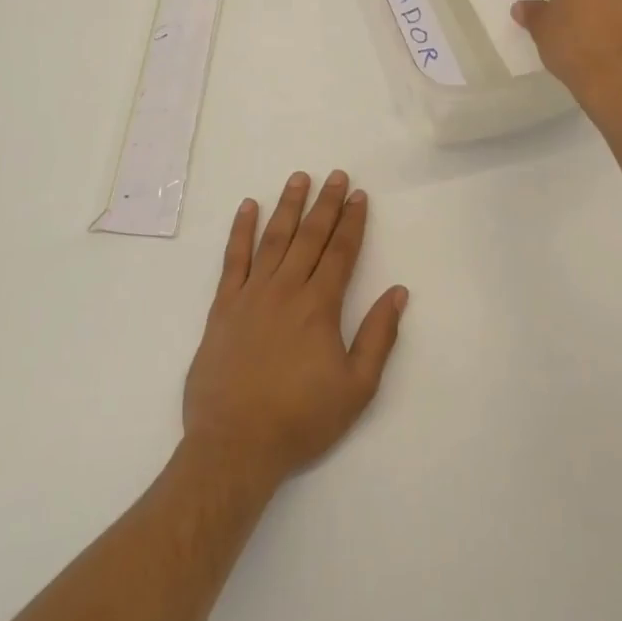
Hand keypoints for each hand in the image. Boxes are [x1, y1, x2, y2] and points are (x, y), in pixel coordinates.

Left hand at [182, 171, 407, 492]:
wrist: (234, 444)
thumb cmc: (300, 419)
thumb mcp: (355, 388)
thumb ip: (378, 337)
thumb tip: (398, 293)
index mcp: (319, 306)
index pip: (341, 252)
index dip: (352, 222)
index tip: (359, 195)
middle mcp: (286, 289)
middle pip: (310, 236)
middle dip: (326, 204)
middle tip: (336, 175)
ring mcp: (251, 294)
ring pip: (274, 238)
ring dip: (288, 206)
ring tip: (299, 178)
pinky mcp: (223, 306)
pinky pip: (233, 259)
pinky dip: (241, 230)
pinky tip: (248, 207)